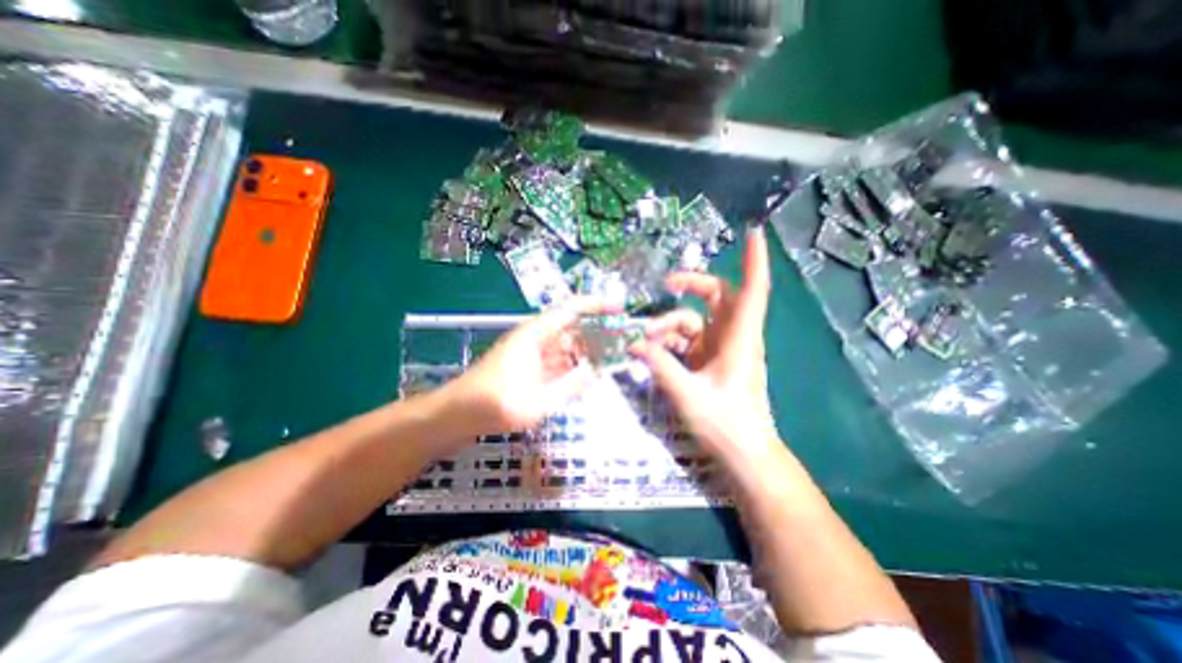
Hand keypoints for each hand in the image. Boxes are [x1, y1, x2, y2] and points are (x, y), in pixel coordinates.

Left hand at [441, 297, 609, 433]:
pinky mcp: (531, 369)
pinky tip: (590, 378)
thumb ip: (569, 386)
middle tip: (625, 342)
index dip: (596, 305)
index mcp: (535, 335)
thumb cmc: (493, 405)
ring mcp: (533, 354)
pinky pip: (560, 363)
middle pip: (573, 327)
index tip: (619, 309)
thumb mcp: (537, 401)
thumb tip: (596, 372)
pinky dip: (576, 368)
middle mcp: (536, 339)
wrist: (457, 415)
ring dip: (589, 352)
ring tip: (613, 360)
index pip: (570, 310)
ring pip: (568, 346)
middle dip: (598, 332)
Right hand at [634, 227, 782, 466]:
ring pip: (695, 320)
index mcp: (740, 340)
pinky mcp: (710, 360)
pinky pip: (687, 340)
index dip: (755, 261)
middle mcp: (733, 337)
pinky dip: (669, 341)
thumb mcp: (688, 394)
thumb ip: (659, 365)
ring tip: (644, 339)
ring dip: (670, 324)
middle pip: (717, 297)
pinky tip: (651, 352)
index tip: (752, 233)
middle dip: (692, 285)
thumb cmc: (726, 424)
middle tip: (666, 284)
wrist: (743, 453)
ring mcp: (721, 349)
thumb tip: (633, 343)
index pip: (752, 292)